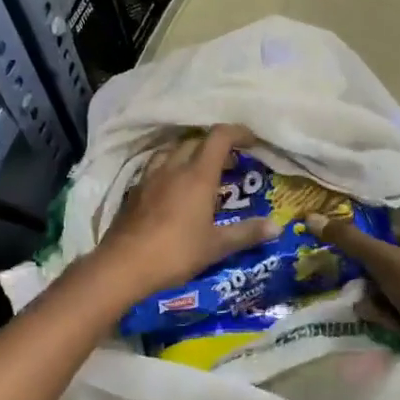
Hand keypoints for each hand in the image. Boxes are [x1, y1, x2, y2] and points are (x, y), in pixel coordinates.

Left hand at [91, 125, 278, 302]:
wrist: (123, 266)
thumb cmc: (175, 252)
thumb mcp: (216, 246)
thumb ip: (246, 233)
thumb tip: (277, 227)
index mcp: (198, 175)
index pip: (219, 137)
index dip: (238, 133)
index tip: (252, 142)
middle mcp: (174, 168)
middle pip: (196, 141)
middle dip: (216, 146)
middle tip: (231, 165)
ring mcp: (151, 177)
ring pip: (173, 151)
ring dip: (190, 154)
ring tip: (201, 173)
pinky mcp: (135, 190)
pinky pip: (156, 167)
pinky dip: (170, 169)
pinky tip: (173, 189)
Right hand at [306, 215, 399, 366]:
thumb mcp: (382, 257)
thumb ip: (348, 239)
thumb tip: (312, 217)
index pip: (393, 233)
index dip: (370, 239)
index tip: (345, 246)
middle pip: (387, 262)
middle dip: (366, 272)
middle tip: (347, 276)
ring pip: (387, 288)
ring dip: (371, 295)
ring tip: (359, 299)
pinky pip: (392, 311)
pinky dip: (381, 313)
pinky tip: (371, 316)